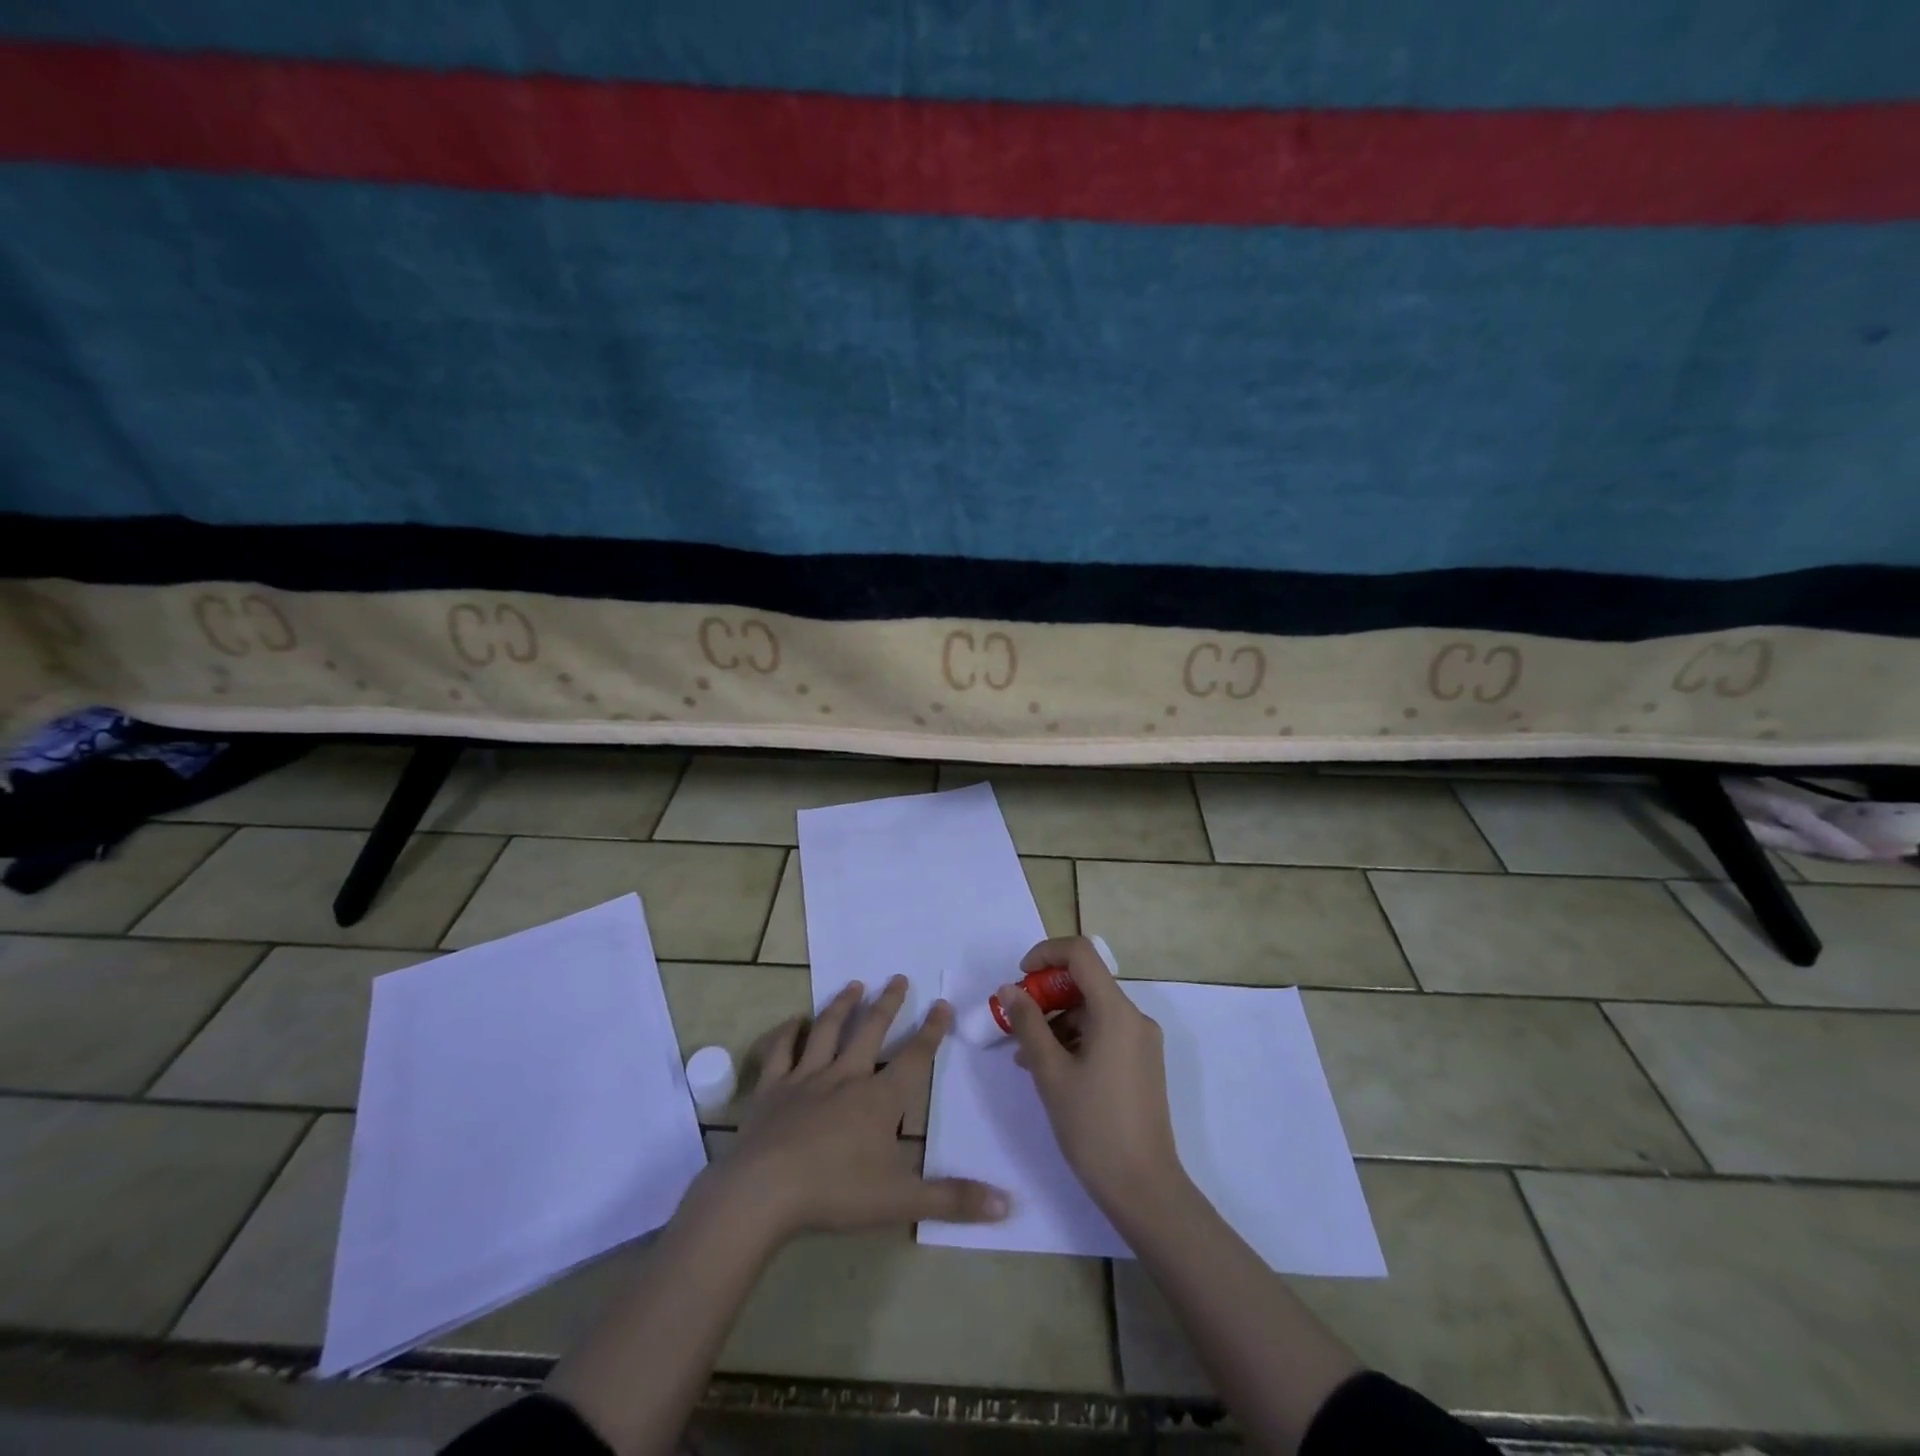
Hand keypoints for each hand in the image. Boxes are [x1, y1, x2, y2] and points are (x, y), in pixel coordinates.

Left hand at [714, 975, 1010, 1242]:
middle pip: (871, 1031)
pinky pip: (780, 1051)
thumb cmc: (835, 1193)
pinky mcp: (772, 1088)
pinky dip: (787, 1033)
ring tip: (854, 985)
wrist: (763, 1193)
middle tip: (898, 977)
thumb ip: (953, 1199)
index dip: (931, 1030)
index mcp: (879, 1099)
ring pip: (827, 1031)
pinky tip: (793, 1021)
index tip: (942, 1003)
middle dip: (888, 1003)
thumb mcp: (901, 1201)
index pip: (914, 1057)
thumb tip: (1009, 1204)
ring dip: (842, 1006)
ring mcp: (805, 1078)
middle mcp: (845, 1076)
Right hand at [1001, 936, 1183, 1210]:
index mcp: (1116, 1012)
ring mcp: (1142, 1041)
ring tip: (1026, 1057)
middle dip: (1045, 995)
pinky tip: (1050, 1070)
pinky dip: (1075, 1040)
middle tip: (1015, 1023)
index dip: (1046, 953)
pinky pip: (1103, 1033)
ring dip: (1056, 1022)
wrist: (1145, 1189)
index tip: (1019, 978)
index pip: (1081, 954)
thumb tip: (1010, 989)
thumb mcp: (1050, 1073)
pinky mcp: (1142, 1063)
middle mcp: (1134, 1018)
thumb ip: (1028, 1024)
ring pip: (1092, 1011)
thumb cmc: (1093, 1127)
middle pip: (1085, 983)